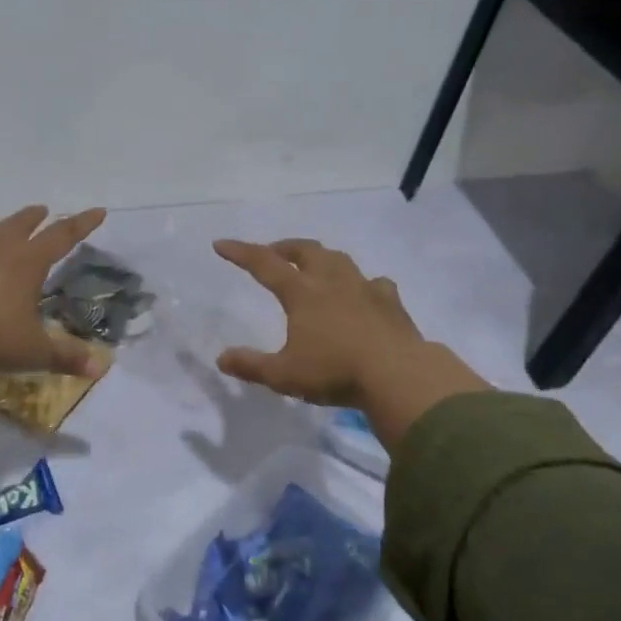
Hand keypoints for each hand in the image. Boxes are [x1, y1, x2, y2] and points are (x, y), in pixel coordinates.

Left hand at [0, 206, 109, 406]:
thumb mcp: (34, 351)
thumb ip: (65, 357)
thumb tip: (99, 367)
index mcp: (26, 265)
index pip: (61, 237)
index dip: (81, 225)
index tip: (97, 211)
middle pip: (18, 228)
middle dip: (33, 218)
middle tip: (42, 209)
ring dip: (0, 232)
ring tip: (5, 232)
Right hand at [212, 238, 488, 447]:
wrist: (399, 376)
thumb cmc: (336, 372)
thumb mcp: (284, 375)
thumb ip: (251, 365)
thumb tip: (222, 358)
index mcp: (302, 293)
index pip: (264, 264)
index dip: (240, 253)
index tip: (221, 244)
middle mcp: (332, 282)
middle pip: (305, 251)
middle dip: (284, 247)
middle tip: (272, 252)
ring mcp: (365, 288)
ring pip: (339, 259)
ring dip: (320, 257)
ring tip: (314, 264)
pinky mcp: (391, 303)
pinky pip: (374, 283)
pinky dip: (362, 283)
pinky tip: (363, 292)